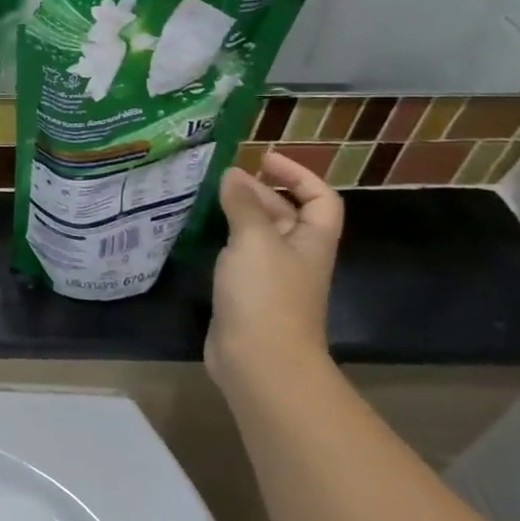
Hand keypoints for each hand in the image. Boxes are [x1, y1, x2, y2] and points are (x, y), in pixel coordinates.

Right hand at [205, 151, 343, 393]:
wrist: (260, 361)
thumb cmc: (266, 295)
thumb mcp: (254, 240)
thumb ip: (244, 204)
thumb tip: (233, 175)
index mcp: (311, 241)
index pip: (320, 198)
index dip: (298, 174)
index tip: (263, 159)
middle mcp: (296, 255)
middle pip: (286, 213)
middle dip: (259, 190)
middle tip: (222, 175)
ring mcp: (272, 277)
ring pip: (259, 234)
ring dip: (237, 212)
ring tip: (205, 196)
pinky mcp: (247, 294)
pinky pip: (239, 254)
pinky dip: (223, 238)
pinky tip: (199, 231)